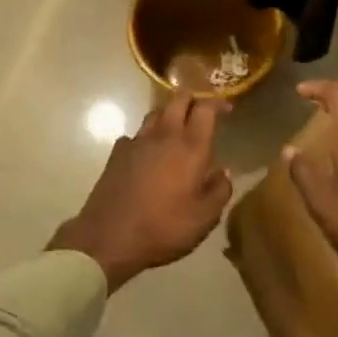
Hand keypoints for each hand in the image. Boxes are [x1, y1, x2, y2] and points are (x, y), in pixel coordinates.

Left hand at [50, 93, 233, 292]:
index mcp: (190, 148)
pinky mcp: (117, 152)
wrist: (110, 237)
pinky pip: (136, 135)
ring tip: (176, 130)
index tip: (227, 109)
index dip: (218, 103)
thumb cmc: (164, 227)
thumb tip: (224, 172)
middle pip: (178, 99)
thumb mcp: (204, 219)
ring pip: (156, 113)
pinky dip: (146, 138)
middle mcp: (164, 135)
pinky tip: (147, 154)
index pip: (206, 108)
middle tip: (201, 113)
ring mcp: (137, 141)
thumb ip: (220, 191)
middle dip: (193, 99)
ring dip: (169, 115)